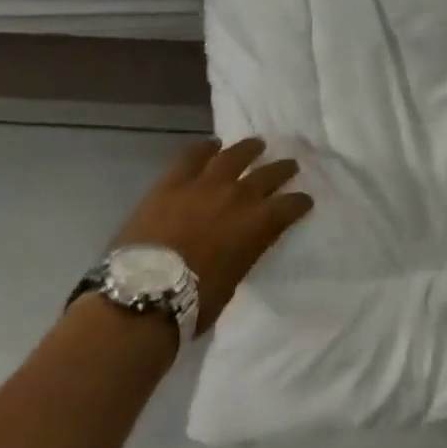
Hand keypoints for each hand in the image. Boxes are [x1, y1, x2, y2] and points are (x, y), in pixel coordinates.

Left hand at [111, 138, 313, 334]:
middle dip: (283, 170)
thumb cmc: (192, 302)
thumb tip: (241, 246)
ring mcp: (206, 184)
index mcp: (260, 223)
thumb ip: (243, 253)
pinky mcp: (173, 183)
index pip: (291, 205)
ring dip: (249, 149)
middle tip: (289, 166)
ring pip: (235, 155)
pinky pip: (192, 156)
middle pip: (270, 174)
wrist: (141, 296)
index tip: (304, 202)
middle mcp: (240, 195)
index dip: (300, 203)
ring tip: (256, 145)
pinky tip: (212, 144)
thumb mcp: (233, 280)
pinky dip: (205, 148)